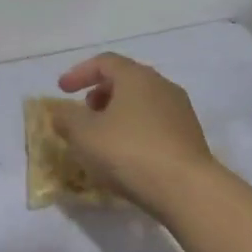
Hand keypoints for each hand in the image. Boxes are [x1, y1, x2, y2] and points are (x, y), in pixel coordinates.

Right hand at [50, 53, 221, 215]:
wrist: (186, 189)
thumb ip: (67, 118)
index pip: (104, 62)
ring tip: (102, 137)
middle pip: (126, 80)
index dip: (79, 73)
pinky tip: (126, 155)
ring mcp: (180, 111)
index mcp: (136, 76)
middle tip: (84, 111)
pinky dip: (135, 130)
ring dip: (118, 113)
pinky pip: (155, 124)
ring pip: (142, 103)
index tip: (61, 90)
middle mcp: (162, 86)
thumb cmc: (128, 152)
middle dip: (100, 92)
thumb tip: (62, 112)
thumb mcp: (84, 134)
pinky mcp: (190, 137)